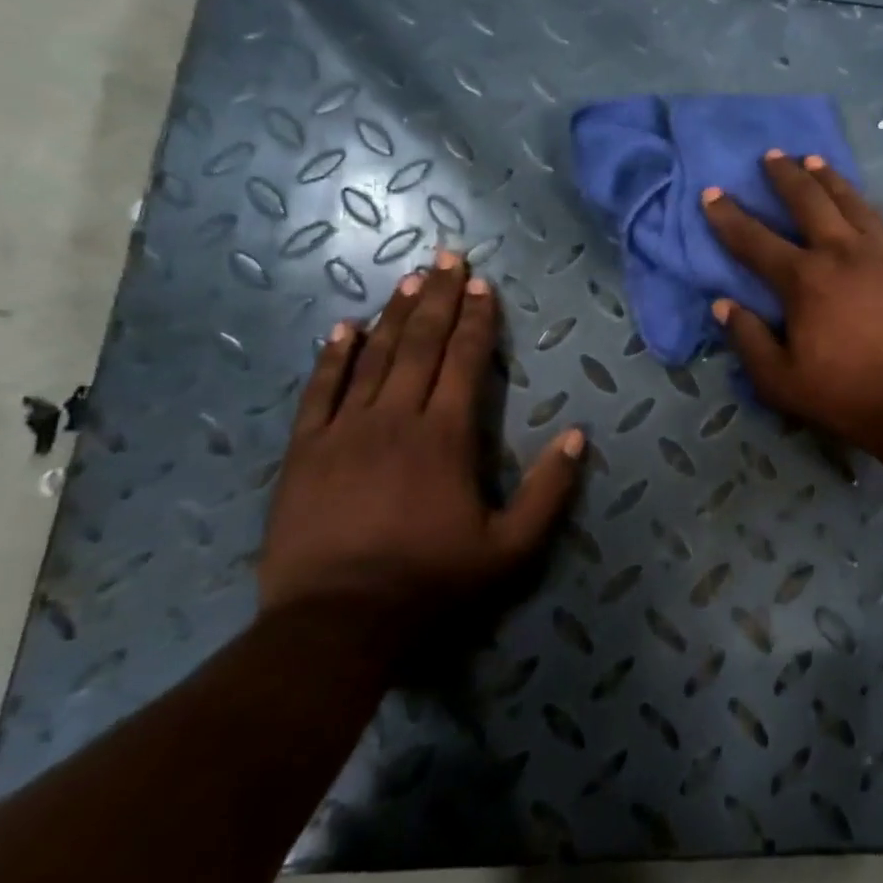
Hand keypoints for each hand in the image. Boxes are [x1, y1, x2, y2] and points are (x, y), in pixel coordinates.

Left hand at [259, 250, 584, 619]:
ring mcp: (343, 432)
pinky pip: (320, 392)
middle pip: (420, 345)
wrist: (336, 624)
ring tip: (409, 279)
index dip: (477, 320)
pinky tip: (343, 328)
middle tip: (447, 257)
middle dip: (437, 298)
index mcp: (446, 437)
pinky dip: (333, 357)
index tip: (482, 284)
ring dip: (394, 315)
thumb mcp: (512, 548)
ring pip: (373, 358)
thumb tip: (578, 435)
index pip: (465, 361)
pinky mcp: (304, 452)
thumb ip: (549, 490)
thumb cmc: (433, 582)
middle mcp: (395, 419)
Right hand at [701, 152, 882, 450]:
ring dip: (828, 177)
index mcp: (804, 280)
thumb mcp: (782, 382)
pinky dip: (863, 202)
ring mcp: (882, 252)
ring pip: (850, 201)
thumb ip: (749, 340)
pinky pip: (881, 219)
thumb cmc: (850, 394)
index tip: (712, 193)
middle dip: (785, 176)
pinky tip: (860, 201)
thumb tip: (723, 304)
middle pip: (808, 201)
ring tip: (814, 160)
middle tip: (771, 156)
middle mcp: (841, 252)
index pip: (756, 240)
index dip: (729, 217)